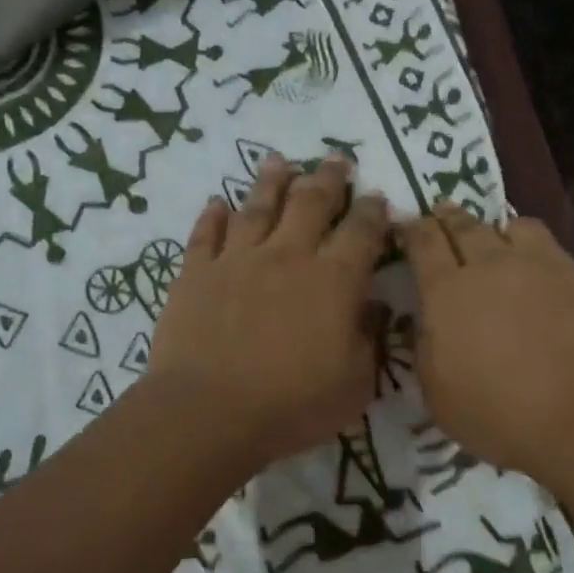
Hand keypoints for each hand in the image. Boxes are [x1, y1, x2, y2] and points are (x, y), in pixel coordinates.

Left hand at [147, 156, 388, 468]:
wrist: (209, 413)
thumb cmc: (292, 405)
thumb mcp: (355, 383)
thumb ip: (368, 339)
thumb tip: (373, 306)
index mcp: (333, 281)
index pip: (361, 232)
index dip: (372, 210)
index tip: (377, 196)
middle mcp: (288, 256)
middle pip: (312, 202)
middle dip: (328, 178)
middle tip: (336, 159)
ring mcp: (238, 260)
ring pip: (258, 206)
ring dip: (272, 181)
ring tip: (279, 161)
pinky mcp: (196, 273)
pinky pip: (206, 235)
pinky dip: (213, 216)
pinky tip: (217, 203)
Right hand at [399, 205, 573, 485]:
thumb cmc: (501, 415)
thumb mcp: (439, 396)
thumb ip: (427, 350)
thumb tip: (426, 322)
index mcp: (449, 292)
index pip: (425, 242)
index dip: (414, 229)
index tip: (409, 224)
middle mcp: (494, 265)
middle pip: (466, 225)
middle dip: (450, 216)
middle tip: (443, 210)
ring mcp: (546, 266)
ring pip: (518, 227)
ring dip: (502, 230)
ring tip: (502, 240)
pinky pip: (559, 256)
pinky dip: (546, 262)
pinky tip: (552, 284)